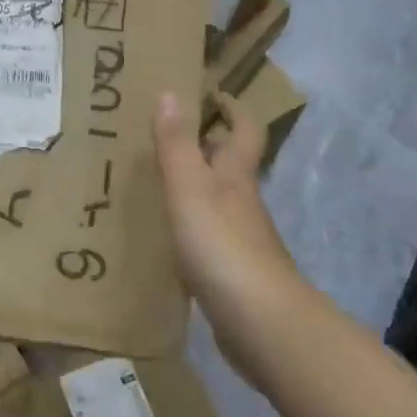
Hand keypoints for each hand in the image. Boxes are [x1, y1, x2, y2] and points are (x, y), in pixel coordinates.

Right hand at [153, 90, 299, 376]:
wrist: (261, 325)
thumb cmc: (223, 246)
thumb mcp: (191, 188)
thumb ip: (177, 144)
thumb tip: (171, 91)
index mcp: (236, 177)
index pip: (244, 130)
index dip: (232, 108)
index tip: (211, 92)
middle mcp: (243, 203)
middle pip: (231, 166)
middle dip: (207, 146)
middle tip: (166, 134)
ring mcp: (240, 241)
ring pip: (217, 201)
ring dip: (194, 187)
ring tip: (155, 181)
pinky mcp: (231, 274)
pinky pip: (207, 238)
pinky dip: (189, 227)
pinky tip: (164, 237)